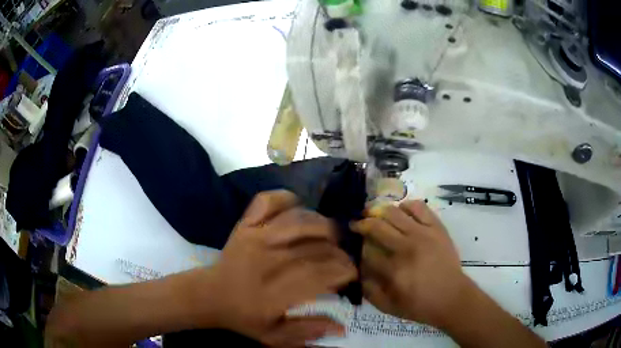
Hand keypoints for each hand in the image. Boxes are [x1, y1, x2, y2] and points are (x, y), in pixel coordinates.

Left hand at [198, 190, 356, 346]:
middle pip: (316, 247)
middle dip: (339, 252)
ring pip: (299, 221)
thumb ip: (307, 332)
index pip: (321, 274)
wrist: (209, 295)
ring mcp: (255, 237)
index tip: (351, 274)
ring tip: (330, 237)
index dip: (343, 271)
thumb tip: (342, 327)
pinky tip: (297, 209)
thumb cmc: (243, 317)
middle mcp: (268, 260)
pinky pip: (268, 201)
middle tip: (344, 260)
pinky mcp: (245, 225)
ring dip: (322, 225)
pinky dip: (286, 199)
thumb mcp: (274, 336)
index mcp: (276, 292)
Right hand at [351, 200, 471, 328]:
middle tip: (357, 224)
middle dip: (361, 224)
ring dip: (379, 212)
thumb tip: (357, 269)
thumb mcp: (388, 307)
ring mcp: (423, 234)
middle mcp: (406, 248)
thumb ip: (368, 290)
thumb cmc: (420, 305)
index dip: (358, 247)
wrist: (452, 297)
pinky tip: (401, 212)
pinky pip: (418, 207)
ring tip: (375, 214)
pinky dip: (405, 206)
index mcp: (393, 270)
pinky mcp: (436, 228)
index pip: (366, 250)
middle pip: (376, 226)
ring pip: (393, 212)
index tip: (356, 248)